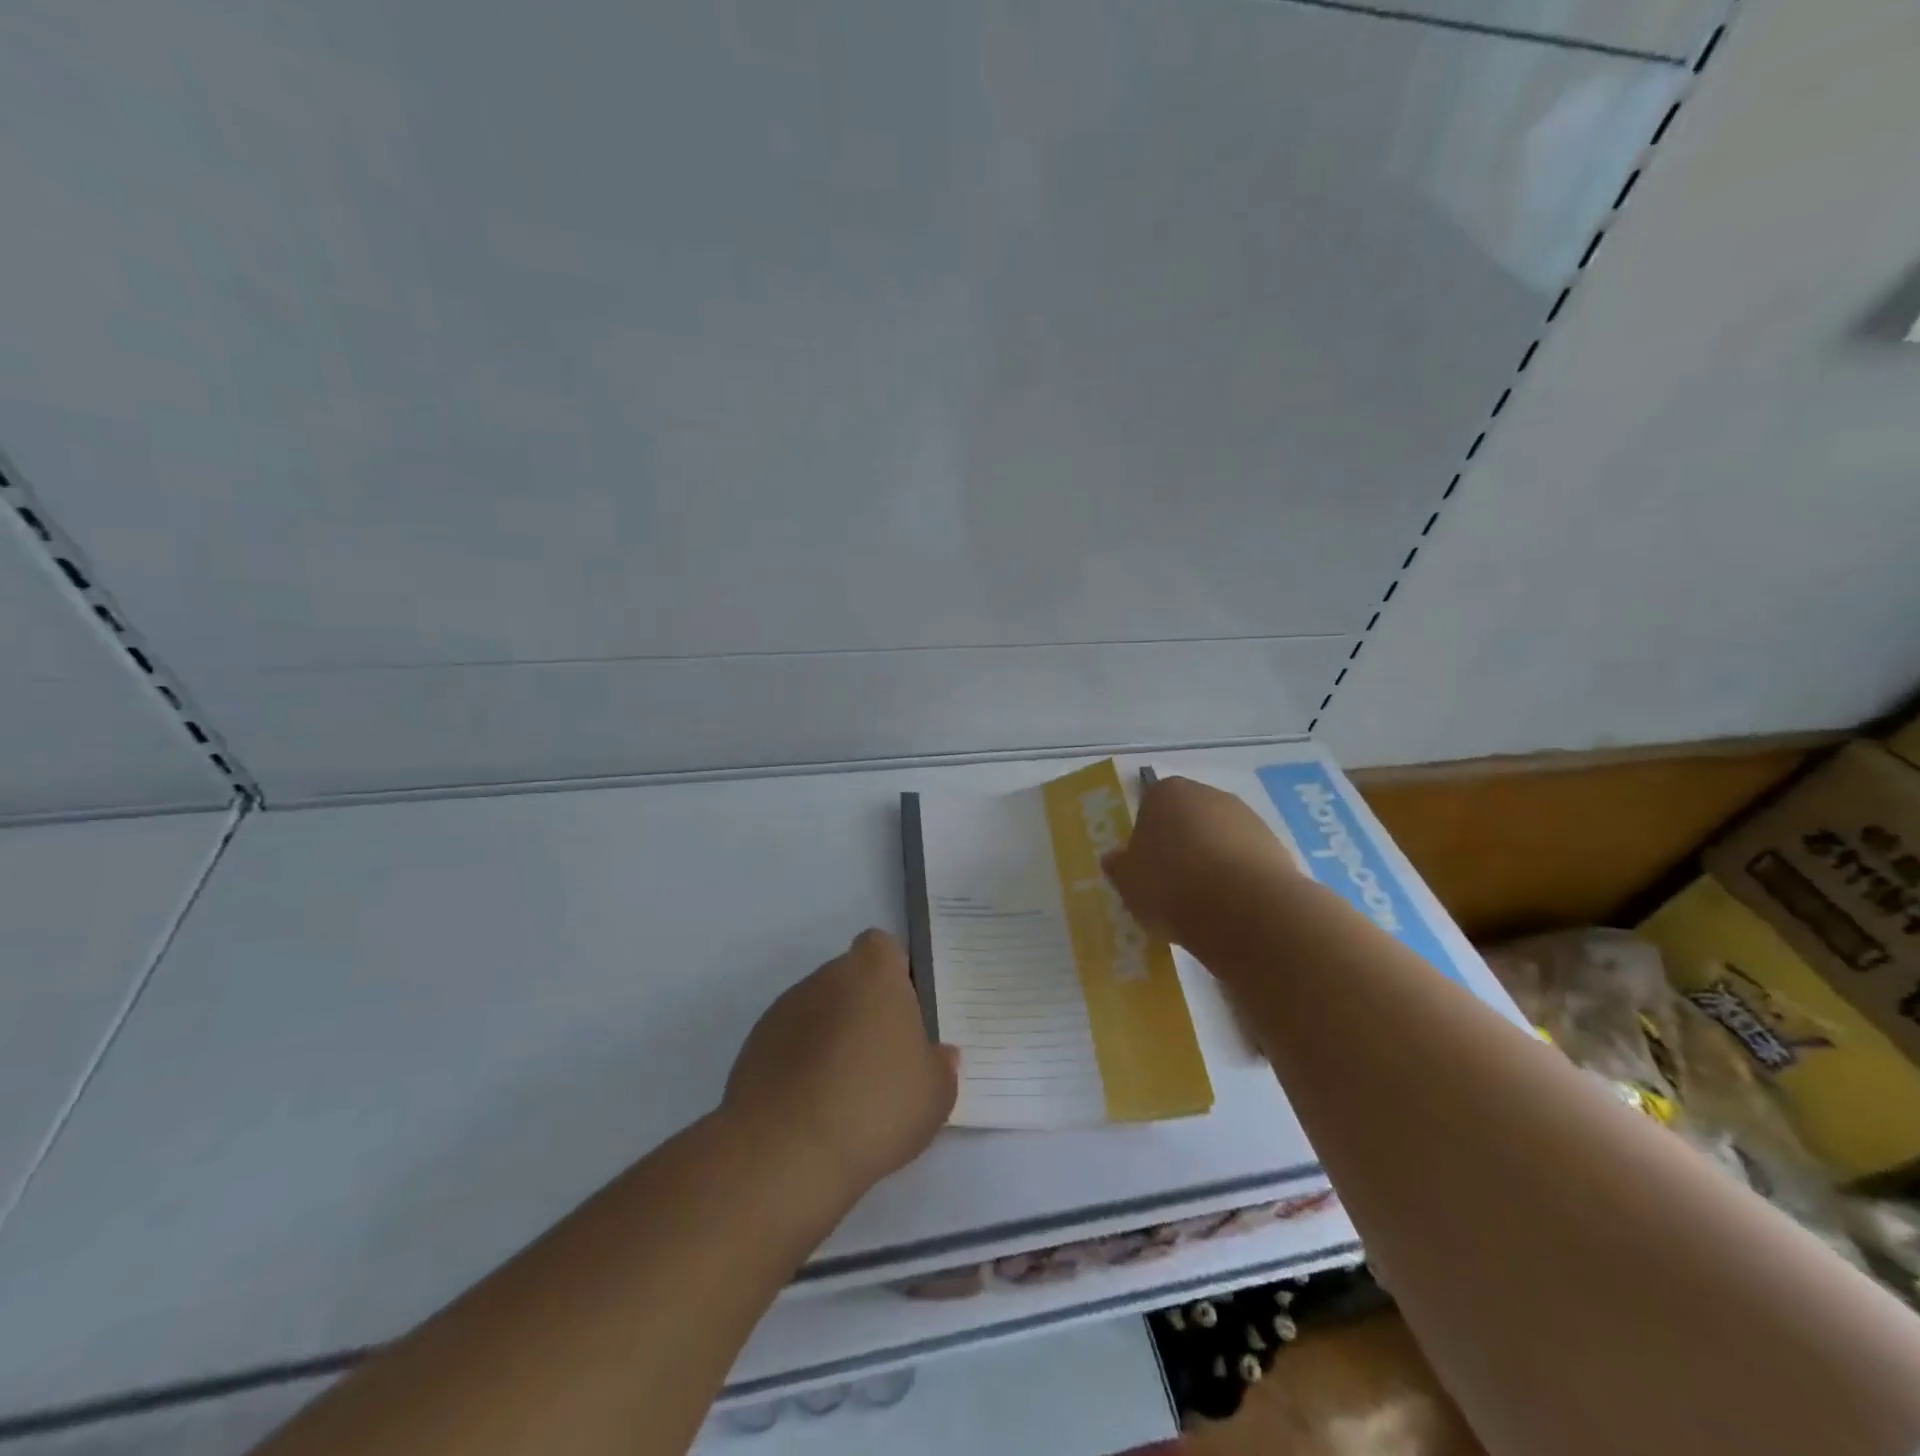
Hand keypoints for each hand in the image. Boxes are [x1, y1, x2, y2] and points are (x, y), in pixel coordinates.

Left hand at [723, 929, 958, 1205]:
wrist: (785, 1152)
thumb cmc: (876, 1106)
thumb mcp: (935, 1094)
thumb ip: (940, 1066)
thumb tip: (938, 1055)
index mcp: (873, 974)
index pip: (882, 946)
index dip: (894, 973)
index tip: (904, 1012)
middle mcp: (826, 979)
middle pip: (849, 980)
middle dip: (863, 1010)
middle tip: (882, 1060)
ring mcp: (783, 1011)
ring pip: (817, 1011)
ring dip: (830, 1038)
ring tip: (845, 1094)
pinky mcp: (753, 1048)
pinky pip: (788, 1045)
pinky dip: (800, 1065)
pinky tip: (812, 1111)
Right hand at [1102, 775, 1296, 947]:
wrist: (1245, 910)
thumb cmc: (1172, 886)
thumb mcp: (1128, 882)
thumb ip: (1119, 867)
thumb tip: (1115, 859)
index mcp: (1166, 793)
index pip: (1149, 805)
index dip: (1145, 837)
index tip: (1145, 868)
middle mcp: (1208, 795)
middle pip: (1187, 819)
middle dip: (1181, 846)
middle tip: (1170, 886)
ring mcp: (1247, 818)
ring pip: (1219, 840)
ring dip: (1211, 863)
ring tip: (1202, 905)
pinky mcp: (1276, 846)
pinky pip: (1244, 861)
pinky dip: (1236, 879)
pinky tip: (1229, 909)